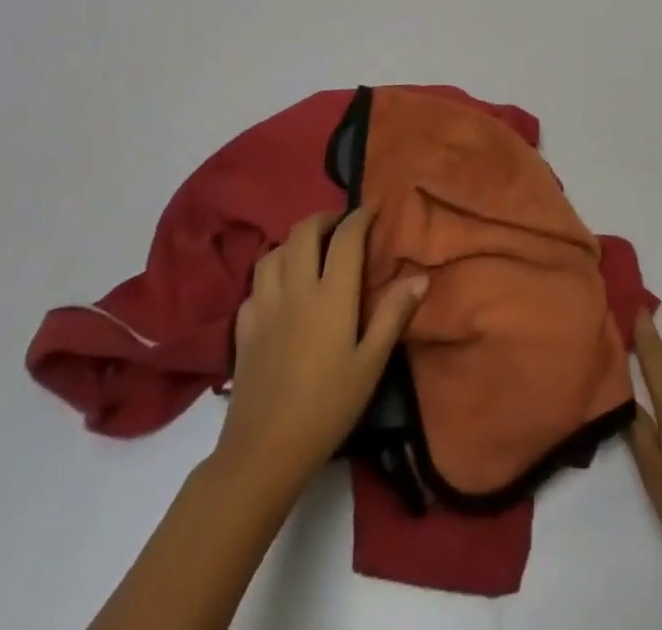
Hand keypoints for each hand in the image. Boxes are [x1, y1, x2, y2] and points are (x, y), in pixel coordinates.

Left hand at [214, 207, 427, 488]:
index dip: (360, 216)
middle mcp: (296, 289)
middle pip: (303, 232)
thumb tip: (420, 276)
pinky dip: (270, 275)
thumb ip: (393, 315)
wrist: (262, 453)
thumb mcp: (371, 364)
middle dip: (324, 218)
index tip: (373, 209)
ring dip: (294, 242)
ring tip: (310, 250)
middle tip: (341, 225)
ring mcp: (264, 307)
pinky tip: (280, 291)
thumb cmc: (327, 407)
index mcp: (331, 295)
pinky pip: (254, 285)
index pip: (346, 238)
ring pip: (273, 253)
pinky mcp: (242, 329)